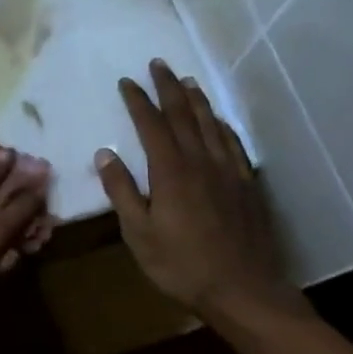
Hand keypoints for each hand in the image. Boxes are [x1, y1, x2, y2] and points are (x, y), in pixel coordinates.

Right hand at [97, 59, 308, 331]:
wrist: (242, 289)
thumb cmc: (181, 265)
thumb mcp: (138, 233)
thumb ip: (121, 191)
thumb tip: (105, 154)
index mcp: (171, 172)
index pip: (152, 125)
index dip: (138, 101)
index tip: (126, 81)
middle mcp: (201, 162)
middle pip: (184, 115)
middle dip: (169, 88)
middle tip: (159, 64)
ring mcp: (228, 171)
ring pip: (212, 124)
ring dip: (197, 100)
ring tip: (188, 81)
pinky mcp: (247, 185)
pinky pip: (233, 144)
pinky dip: (223, 126)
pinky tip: (220, 121)